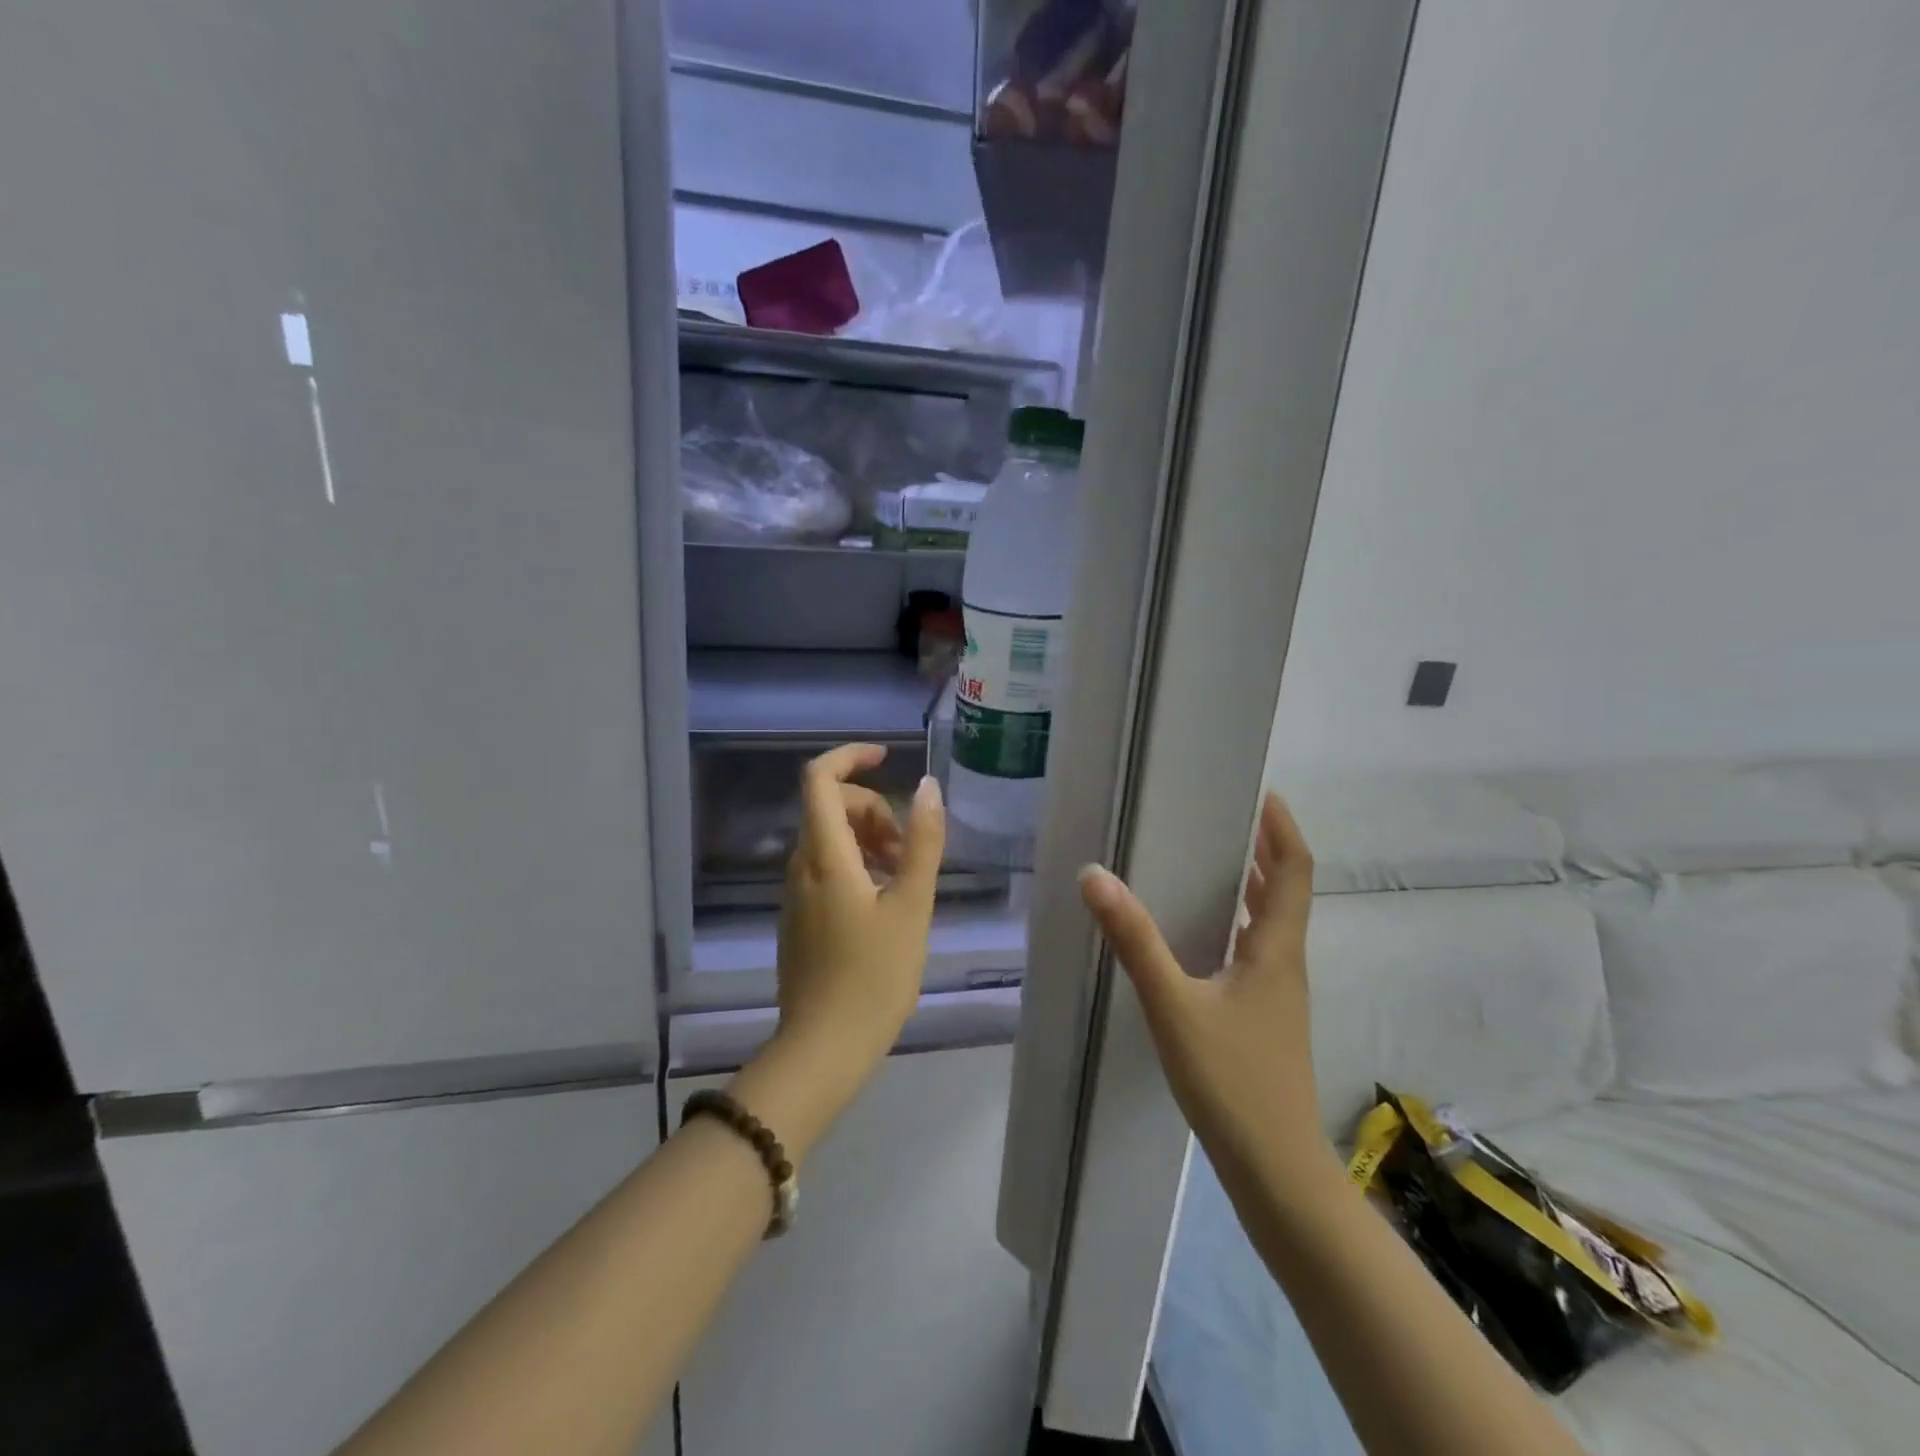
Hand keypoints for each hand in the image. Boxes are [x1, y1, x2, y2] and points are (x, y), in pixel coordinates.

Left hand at [732, 744, 944, 1161]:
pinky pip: (825, 869)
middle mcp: (800, 866)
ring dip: (867, 840)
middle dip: (873, 810)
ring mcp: (795, 894)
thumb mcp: (911, 906)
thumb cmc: (874, 976)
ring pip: (829, 840)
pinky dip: (856, 866)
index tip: (886, 758)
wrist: (823, 1048)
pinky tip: (884, 903)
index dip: (850, 757)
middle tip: (907, 849)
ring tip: (903, 878)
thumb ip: (921, 843)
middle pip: (830, 808)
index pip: (820, 779)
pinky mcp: (798, 918)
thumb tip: (929, 787)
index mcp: (824, 855)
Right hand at [1079, 792, 1338, 1197]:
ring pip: (1274, 925)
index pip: (1294, 870)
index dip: (1283, 828)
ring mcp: (1281, 996)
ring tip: (1215, 862)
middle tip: (1227, 818)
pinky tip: (1206, 937)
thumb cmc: (1231, 1080)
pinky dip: (1241, 925)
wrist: (1276, 1171)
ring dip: (1254, 887)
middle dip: (1265, 850)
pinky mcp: (1267, 1020)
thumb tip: (1095, 876)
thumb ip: (1135, 940)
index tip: (1262, 794)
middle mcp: (1287, 965)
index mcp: (1277, 950)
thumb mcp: (1173, 1004)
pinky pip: (1259, 952)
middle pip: (1287, 892)